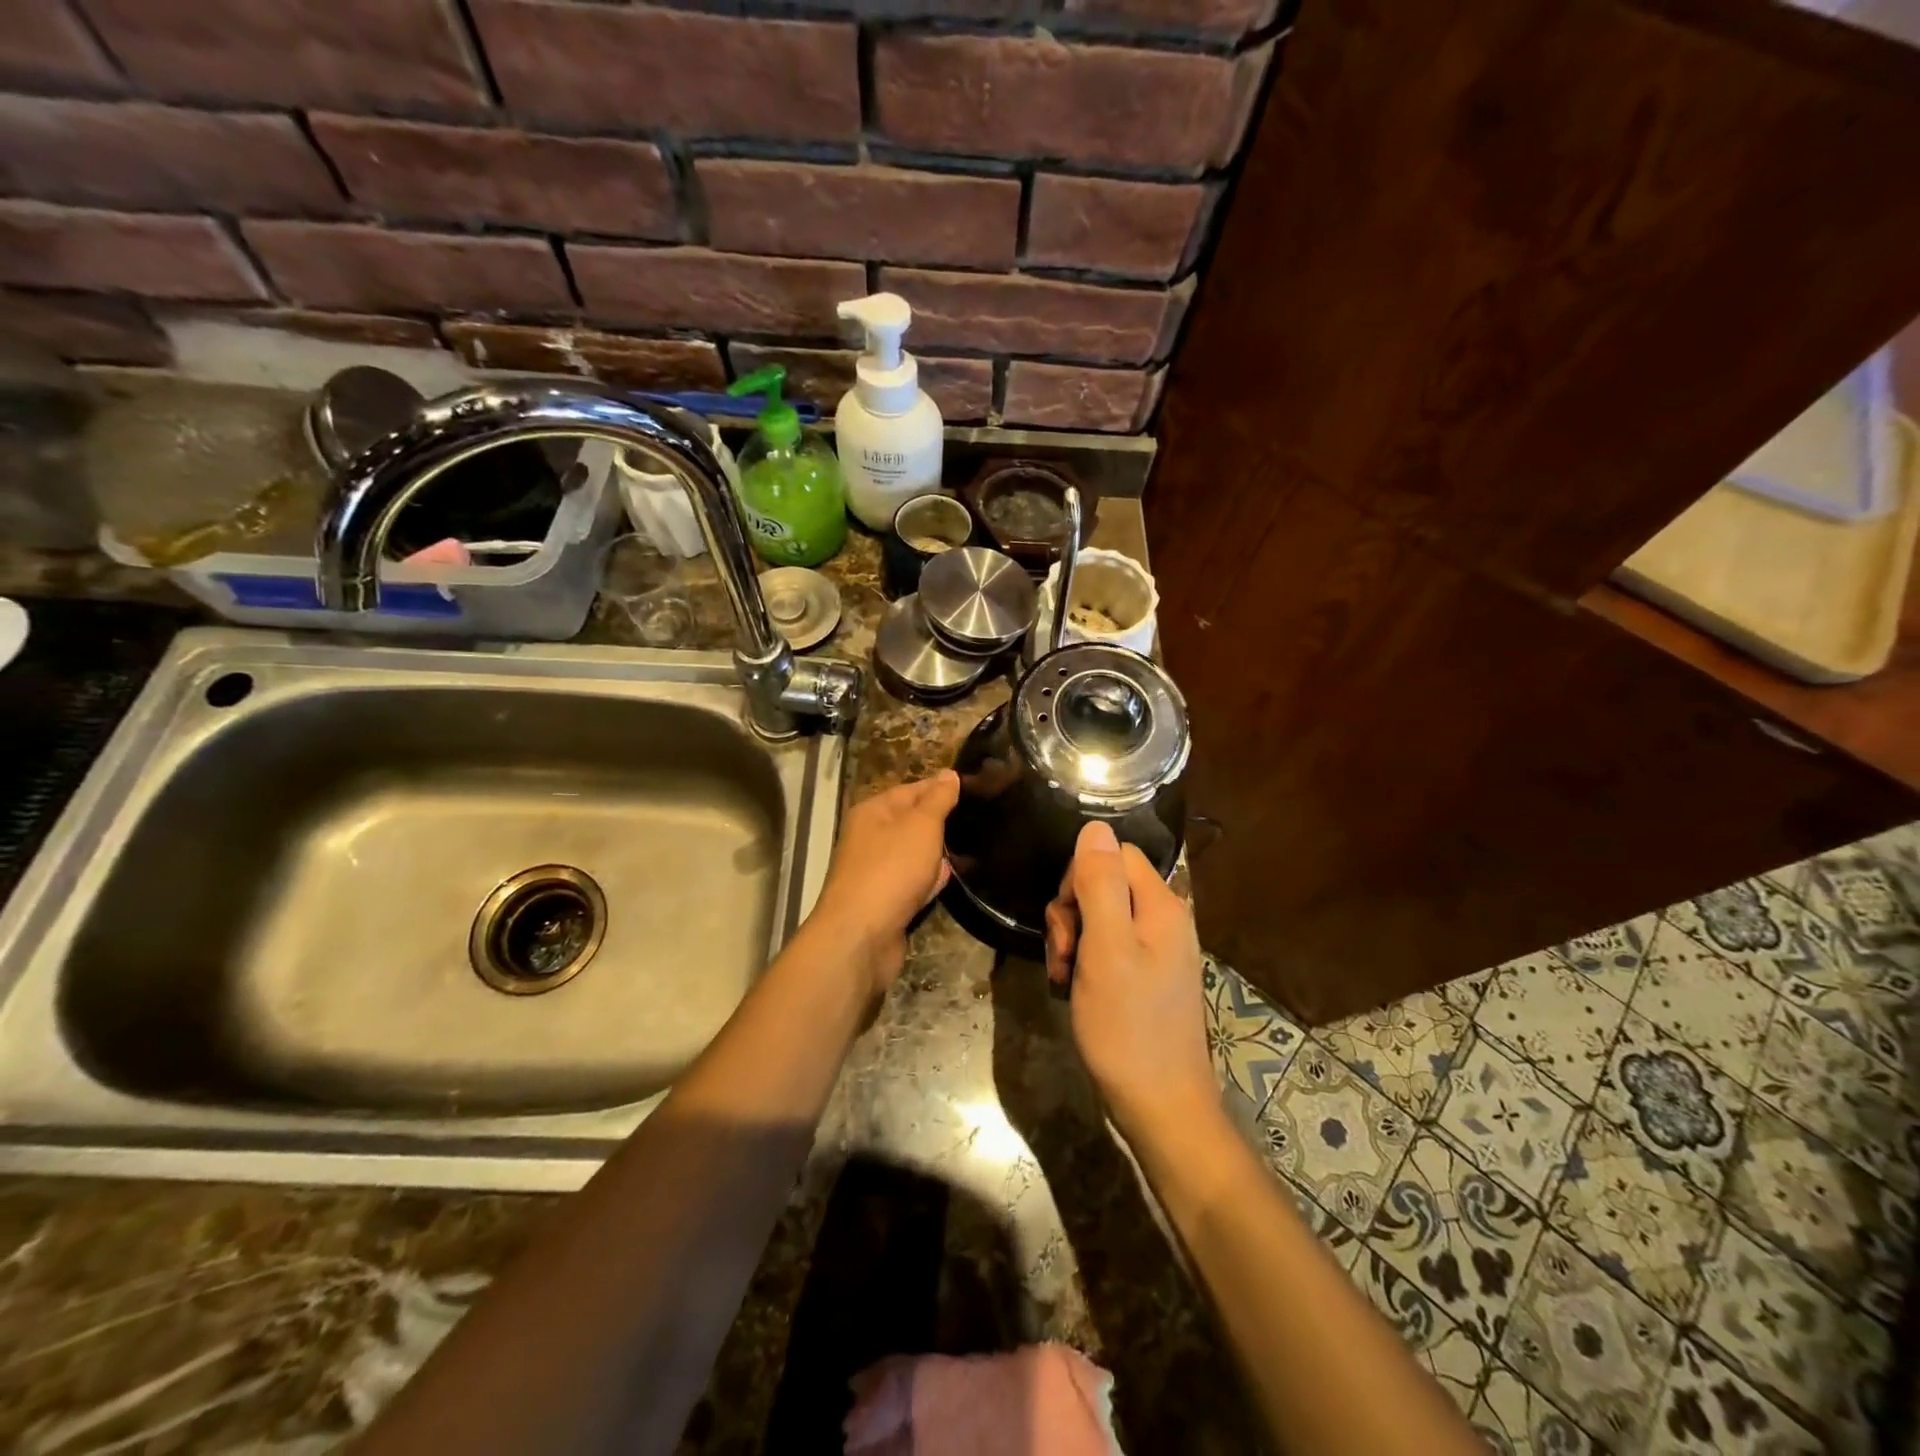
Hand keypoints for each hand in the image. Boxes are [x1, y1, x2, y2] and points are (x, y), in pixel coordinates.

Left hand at [808, 771, 960, 993]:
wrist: (861, 936)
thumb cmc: (891, 870)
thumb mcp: (921, 825)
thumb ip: (937, 800)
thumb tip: (948, 774)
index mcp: (873, 812)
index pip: (912, 789)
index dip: (941, 788)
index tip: (975, 789)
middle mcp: (869, 838)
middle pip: (911, 822)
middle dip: (941, 823)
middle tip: (979, 819)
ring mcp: (875, 871)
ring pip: (913, 854)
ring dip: (936, 854)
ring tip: (972, 848)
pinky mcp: (884, 902)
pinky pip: (912, 883)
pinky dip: (929, 882)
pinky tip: (948, 880)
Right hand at [1046, 821, 1213, 1140]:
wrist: (1160, 1106)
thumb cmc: (1128, 1027)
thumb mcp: (1106, 949)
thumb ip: (1100, 884)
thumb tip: (1095, 827)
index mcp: (1160, 906)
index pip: (1114, 854)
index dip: (1080, 877)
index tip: (1067, 918)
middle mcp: (1163, 920)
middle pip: (1104, 884)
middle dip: (1071, 913)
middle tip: (1065, 955)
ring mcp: (1155, 950)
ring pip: (1098, 917)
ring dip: (1072, 941)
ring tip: (1065, 977)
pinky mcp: (1144, 976)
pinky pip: (1106, 947)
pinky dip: (1083, 962)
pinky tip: (1072, 989)